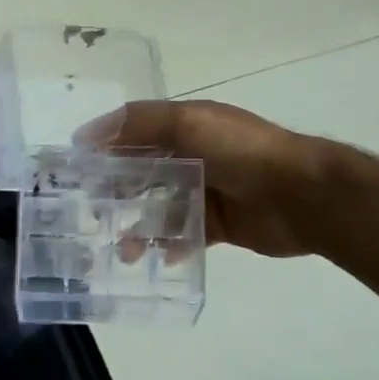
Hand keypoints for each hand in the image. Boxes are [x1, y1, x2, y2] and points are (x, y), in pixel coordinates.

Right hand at [76, 100, 326, 258]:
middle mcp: (193, 156)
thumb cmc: (242, 151)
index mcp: (186, 127)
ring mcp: (206, 191)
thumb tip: (86, 135)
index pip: (134, 135)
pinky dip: (171, 244)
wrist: (301, 194)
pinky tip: (162, 256)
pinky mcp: (218, 224)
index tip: (77, 173)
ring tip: (126, 251)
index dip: (105, 151)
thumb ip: (138, 125)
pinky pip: (185, 234)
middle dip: (118, 194)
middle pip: (143, 174)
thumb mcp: (188, 123)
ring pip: (161, 208)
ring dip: (140, 227)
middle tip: (95, 216)